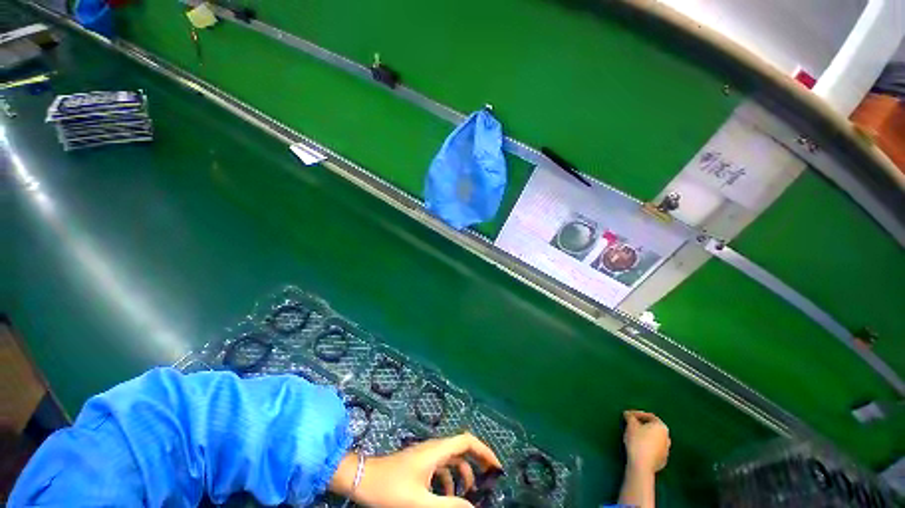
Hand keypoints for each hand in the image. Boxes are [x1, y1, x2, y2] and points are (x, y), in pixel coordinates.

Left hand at [347, 433, 502, 507]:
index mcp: (437, 451)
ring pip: (452, 459)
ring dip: (462, 474)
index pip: (467, 441)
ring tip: (468, 495)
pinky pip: (441, 467)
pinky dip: (449, 479)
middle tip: (489, 481)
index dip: (484, 451)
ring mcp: (426, 455)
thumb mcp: (421, 502)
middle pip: (462, 448)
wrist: (363, 479)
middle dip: (477, 463)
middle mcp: (435, 448)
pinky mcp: (419, 463)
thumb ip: (449, 504)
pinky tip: (447, 496)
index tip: (497, 468)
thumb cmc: (391, 489)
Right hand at [623, 410, 670, 474]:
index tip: (629, 416)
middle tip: (631, 426)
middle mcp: (667, 437)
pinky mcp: (663, 460)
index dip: (638, 414)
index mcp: (661, 427)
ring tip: (634, 437)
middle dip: (642, 426)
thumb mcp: (631, 425)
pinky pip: (654, 449)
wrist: (642, 465)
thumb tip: (628, 414)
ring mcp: (666, 450)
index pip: (650, 416)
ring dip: (645, 436)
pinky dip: (647, 446)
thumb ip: (630, 416)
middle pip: (653, 428)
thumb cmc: (637, 441)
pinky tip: (639, 448)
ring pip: (654, 439)